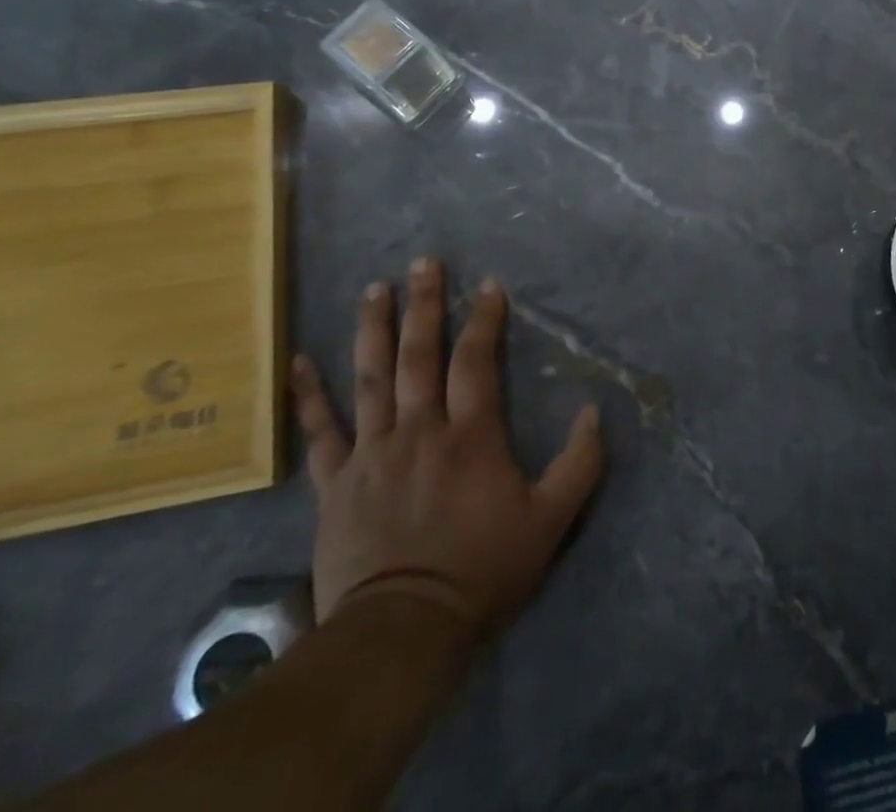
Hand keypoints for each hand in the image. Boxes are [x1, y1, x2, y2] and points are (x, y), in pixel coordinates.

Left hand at [291, 259, 604, 641]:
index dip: (483, 320)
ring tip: (374, 289)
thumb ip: (580, 463)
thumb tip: (596, 410)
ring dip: (373, 330)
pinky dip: (309, 397)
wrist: (403, 631)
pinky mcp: (335, 484)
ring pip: (371, 379)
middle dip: (424, 305)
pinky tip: (299, 362)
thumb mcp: (551, 520)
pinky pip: (321, 433)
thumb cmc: (482, 570)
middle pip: (419, 356)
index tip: (489, 286)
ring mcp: (372, 454)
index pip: (476, 361)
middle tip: (424, 263)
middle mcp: (419, 431)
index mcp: (470, 436)